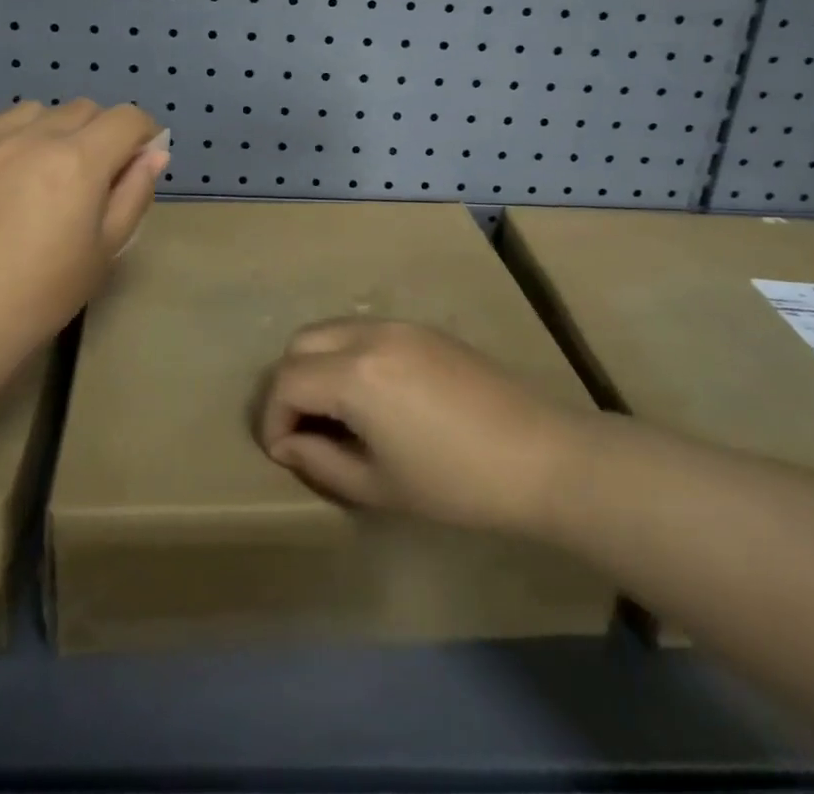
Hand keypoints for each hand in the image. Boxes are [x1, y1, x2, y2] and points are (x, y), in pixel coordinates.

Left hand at [0, 99, 167, 370]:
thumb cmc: (43, 294)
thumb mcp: (105, 250)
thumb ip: (134, 193)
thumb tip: (154, 153)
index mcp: (79, 160)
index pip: (126, 118)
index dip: (143, 133)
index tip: (139, 158)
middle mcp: (34, 137)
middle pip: (83, 109)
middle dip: (100, 132)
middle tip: (92, 174)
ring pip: (36, 111)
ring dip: (52, 130)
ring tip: (42, 169)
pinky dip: (6, 134)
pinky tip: (1, 168)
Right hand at [257, 319, 588, 539]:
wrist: (541, 456)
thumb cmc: (456, 483)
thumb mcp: (378, 486)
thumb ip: (320, 462)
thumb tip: (289, 443)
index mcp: (355, 374)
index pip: (286, 381)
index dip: (272, 418)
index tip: (281, 452)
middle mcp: (369, 335)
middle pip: (300, 343)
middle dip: (288, 384)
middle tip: (301, 427)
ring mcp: (398, 326)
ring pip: (331, 330)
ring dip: (317, 365)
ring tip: (334, 412)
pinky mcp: (422, 328)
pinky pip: (364, 331)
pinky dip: (347, 355)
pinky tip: (371, 396)